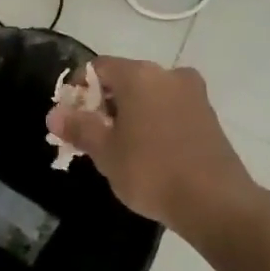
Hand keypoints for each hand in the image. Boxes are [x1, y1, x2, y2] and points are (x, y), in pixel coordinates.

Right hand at [46, 57, 261, 235]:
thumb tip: (54, 114)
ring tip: (119, 148)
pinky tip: (148, 152)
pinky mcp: (208, 116)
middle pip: (125, 79)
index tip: (71, 118)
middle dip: (104, 104)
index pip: (98, 68)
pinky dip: (154, 122)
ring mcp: (193, 94)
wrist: (216, 202)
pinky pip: (170, 109)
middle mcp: (168, 75)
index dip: (78, 90)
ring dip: (130, 114)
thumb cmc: (151, 171)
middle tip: (92, 136)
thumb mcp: (105, 152)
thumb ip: (79, 128)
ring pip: (149, 95)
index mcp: (139, 75)